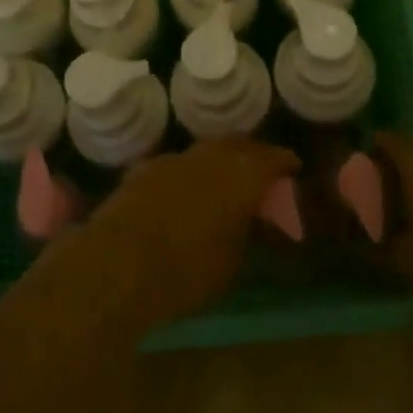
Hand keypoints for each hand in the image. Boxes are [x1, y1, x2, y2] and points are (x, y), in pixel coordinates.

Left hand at [76, 139, 299, 332]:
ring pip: (206, 150)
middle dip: (253, 152)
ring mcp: (175, 159)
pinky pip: (178, 165)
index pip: (272, 158)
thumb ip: (247, 233)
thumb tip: (253, 219)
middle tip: (262, 168)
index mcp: (241, 174)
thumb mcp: (231, 261)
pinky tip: (186, 190)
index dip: (284, 162)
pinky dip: (190, 173)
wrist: (119, 262)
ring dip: (219, 160)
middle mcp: (210, 156)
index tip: (293, 167)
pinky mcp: (145, 169)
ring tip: (225, 177)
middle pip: (238, 144)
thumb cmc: (187, 269)